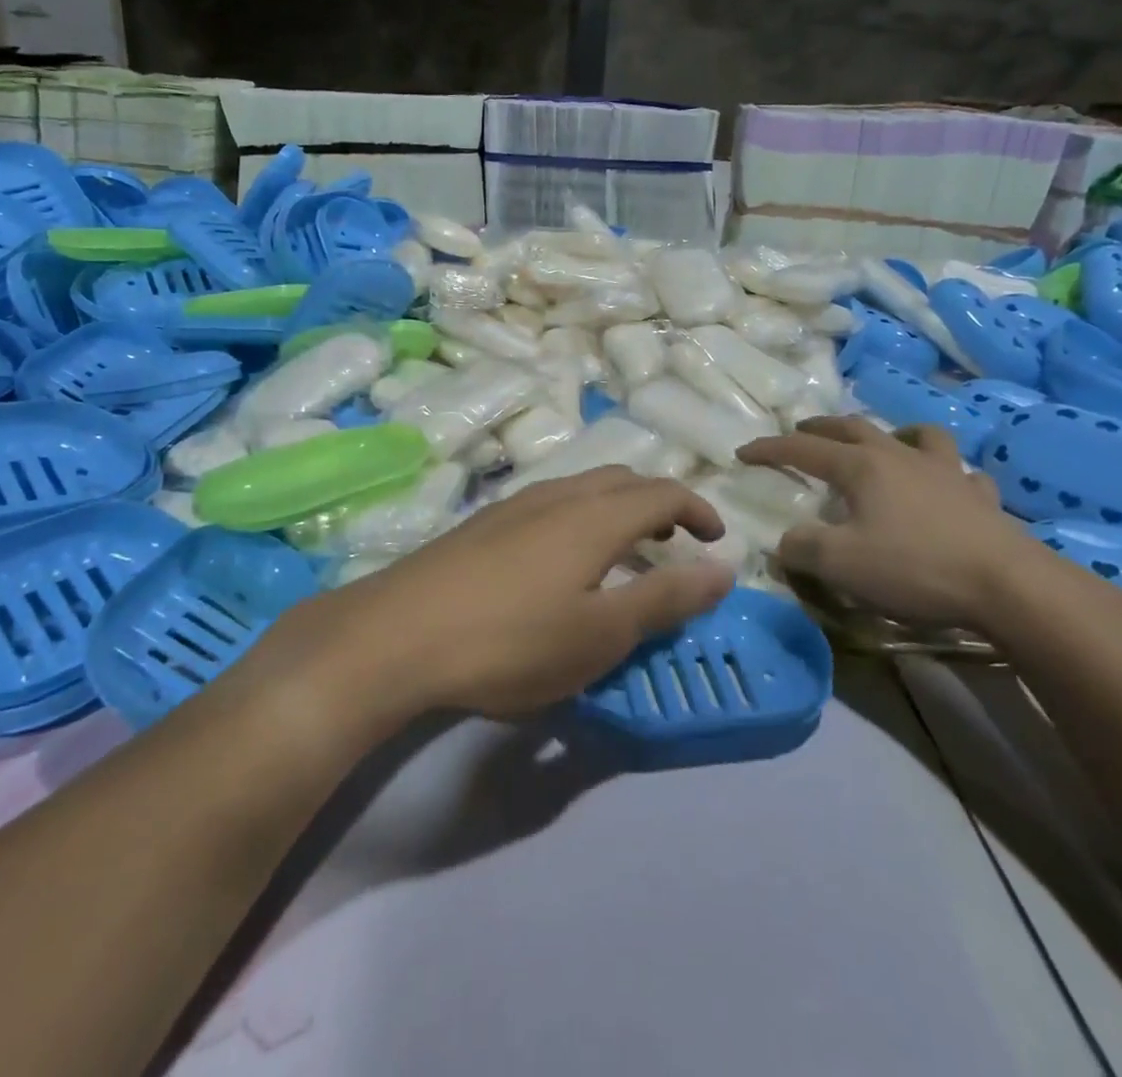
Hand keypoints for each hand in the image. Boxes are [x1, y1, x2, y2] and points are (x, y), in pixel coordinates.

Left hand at [243, 468, 734, 722]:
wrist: (396, 635)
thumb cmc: (511, 641)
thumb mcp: (601, 633)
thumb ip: (666, 598)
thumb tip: (724, 569)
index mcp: (596, 516)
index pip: (663, 493)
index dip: (698, 510)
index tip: (717, 540)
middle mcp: (558, 495)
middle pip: (622, 481)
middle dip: (658, 505)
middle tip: (673, 544)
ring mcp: (514, 504)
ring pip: (582, 489)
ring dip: (616, 511)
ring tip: (622, 555)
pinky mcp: (482, 524)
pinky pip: (550, 505)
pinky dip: (580, 520)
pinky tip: (560, 564)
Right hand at [738, 417, 1038, 631]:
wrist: (1007, 585)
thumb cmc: (915, 567)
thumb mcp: (841, 564)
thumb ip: (802, 548)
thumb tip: (784, 541)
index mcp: (861, 467)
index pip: (803, 449)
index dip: (770, 449)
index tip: (743, 453)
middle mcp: (899, 456)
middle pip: (853, 428)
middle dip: (821, 429)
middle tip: (802, 432)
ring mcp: (945, 472)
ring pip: (915, 435)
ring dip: (892, 434)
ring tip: (884, 444)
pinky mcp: (980, 496)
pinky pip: (962, 473)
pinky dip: (947, 473)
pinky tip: (947, 486)